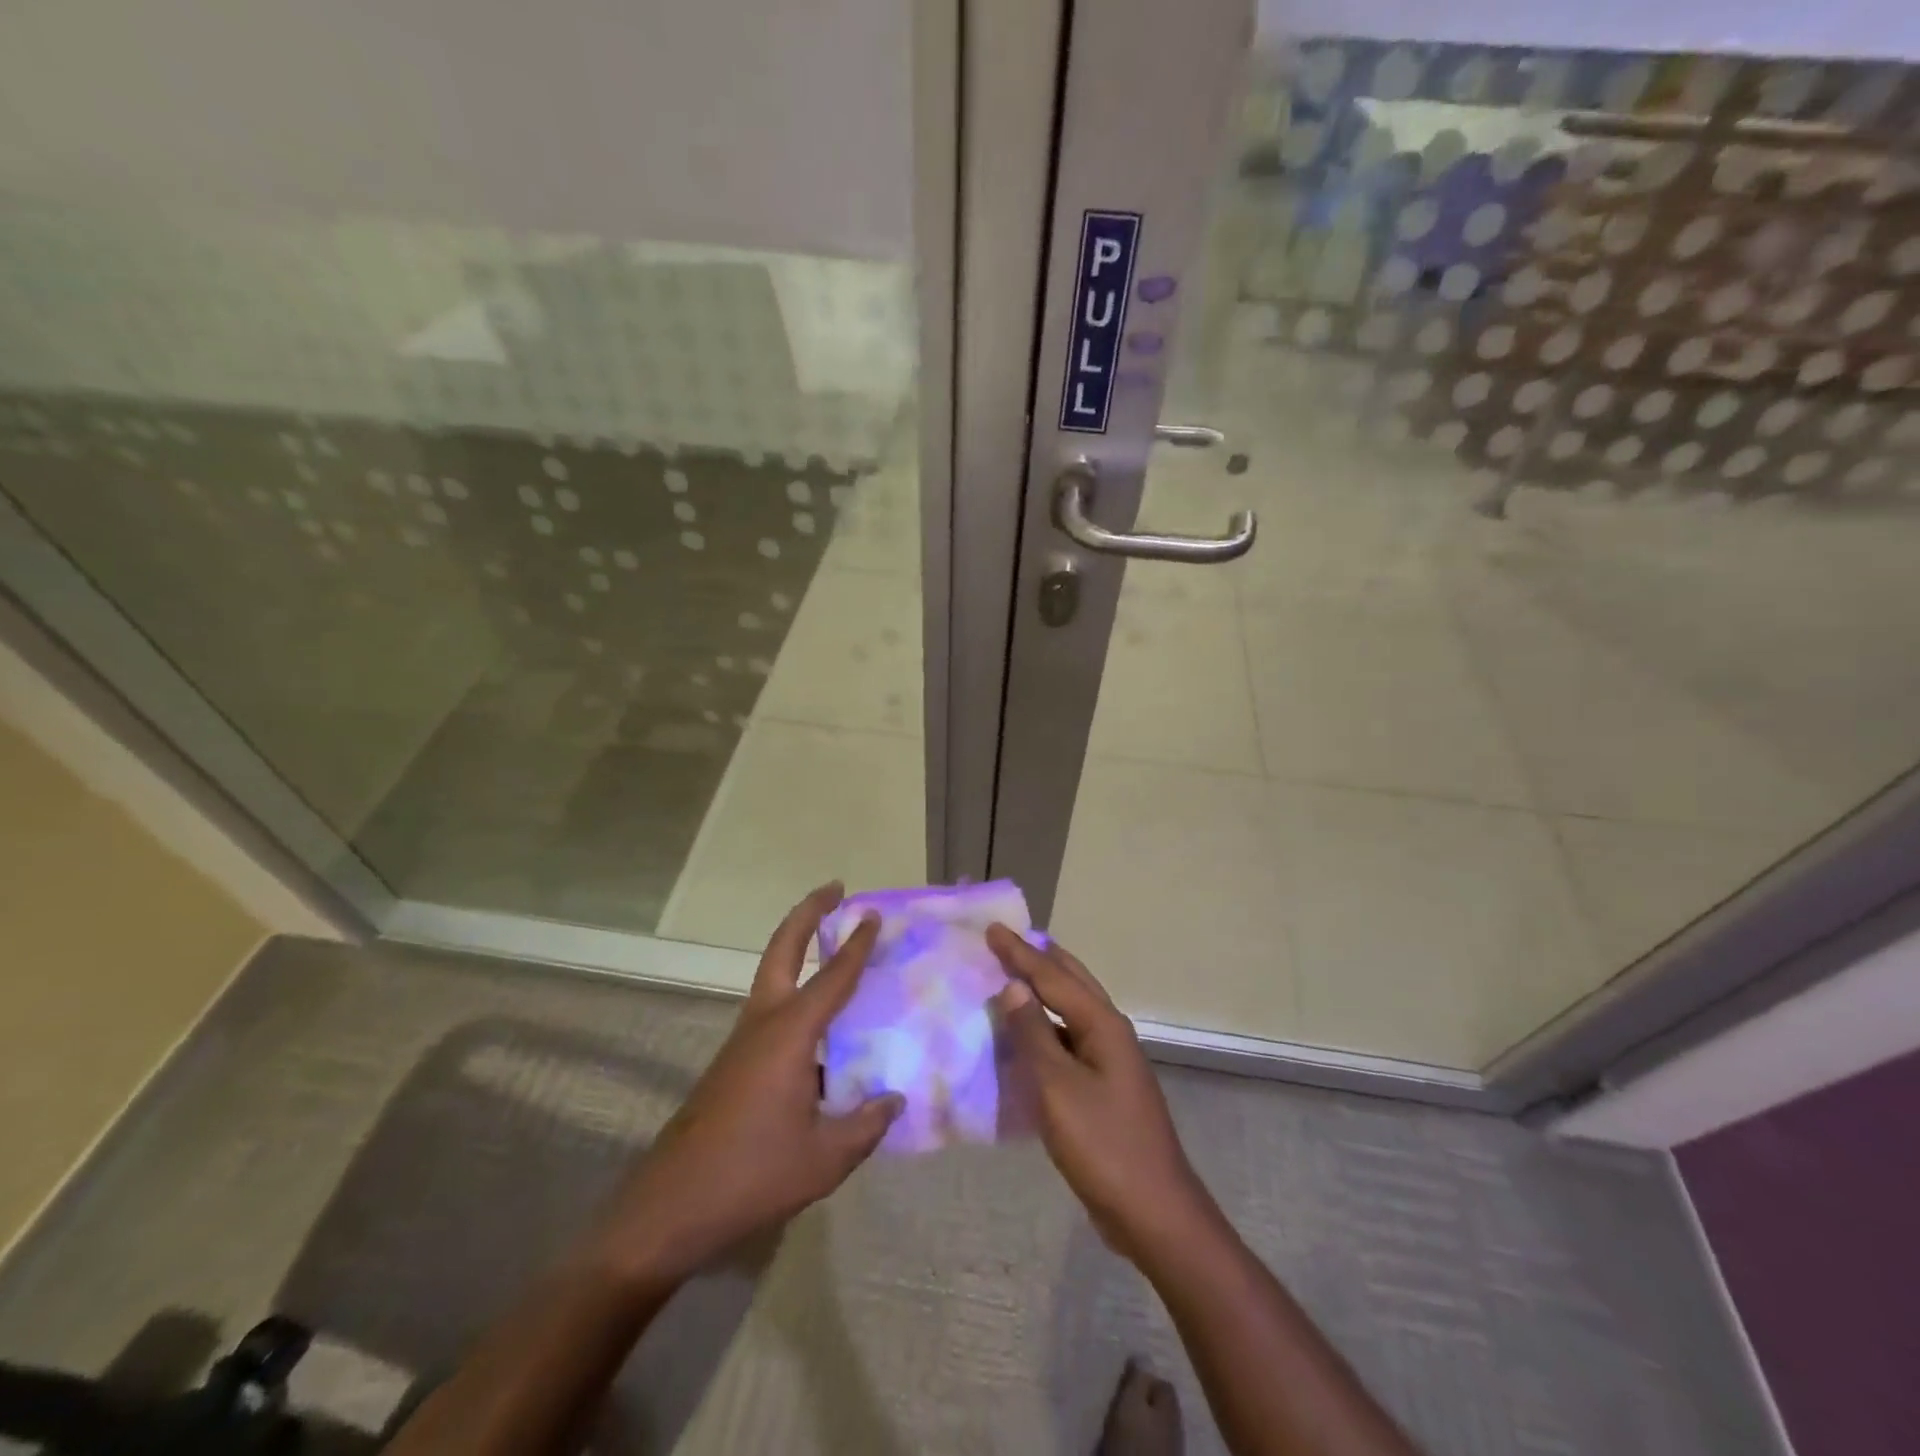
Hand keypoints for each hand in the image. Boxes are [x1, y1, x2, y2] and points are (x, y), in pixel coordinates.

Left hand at [593, 884, 901, 1289]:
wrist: (670, 1208)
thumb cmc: (751, 1175)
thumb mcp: (824, 1159)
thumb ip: (866, 1126)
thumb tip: (894, 1100)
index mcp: (790, 1035)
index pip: (832, 977)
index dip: (856, 945)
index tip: (872, 914)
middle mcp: (763, 1024)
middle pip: (782, 949)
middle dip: (808, 913)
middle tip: (835, 889)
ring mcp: (743, 1042)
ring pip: (772, 976)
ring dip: (798, 949)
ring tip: (832, 945)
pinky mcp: (733, 1063)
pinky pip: (771, 1010)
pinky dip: (795, 993)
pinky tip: (820, 1029)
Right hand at [987, 926, 1218, 1265]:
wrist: (1154, 1213)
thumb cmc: (1103, 1145)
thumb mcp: (1058, 1088)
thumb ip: (1033, 1034)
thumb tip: (1013, 986)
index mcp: (1103, 1025)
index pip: (1053, 976)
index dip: (1019, 953)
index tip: (992, 928)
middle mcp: (1110, 1033)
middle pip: (1071, 983)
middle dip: (1039, 960)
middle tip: (1007, 941)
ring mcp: (1111, 1062)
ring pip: (1071, 1012)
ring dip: (1043, 993)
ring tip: (1013, 978)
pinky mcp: (1104, 1089)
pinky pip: (1069, 1042)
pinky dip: (1046, 1029)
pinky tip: (1026, 1038)